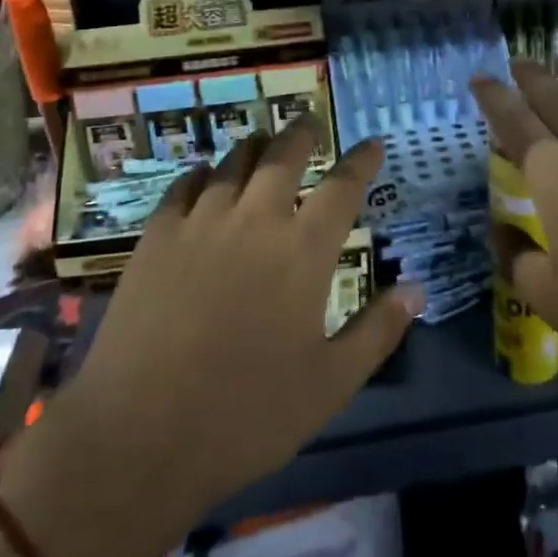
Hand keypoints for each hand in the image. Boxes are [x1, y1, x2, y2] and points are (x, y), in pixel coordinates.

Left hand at [3, 116, 421, 556]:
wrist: (139, 435)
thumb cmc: (247, 414)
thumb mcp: (330, 384)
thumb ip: (378, 330)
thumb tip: (418, 289)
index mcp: (304, 251)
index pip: (343, 186)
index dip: (362, 160)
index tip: (373, 143)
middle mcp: (256, 220)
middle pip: (284, 155)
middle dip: (303, 132)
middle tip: (310, 120)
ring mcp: (201, 222)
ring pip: (234, 162)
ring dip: (255, 146)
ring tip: (264, 141)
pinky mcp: (156, 236)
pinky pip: (185, 185)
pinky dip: (203, 172)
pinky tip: (206, 175)